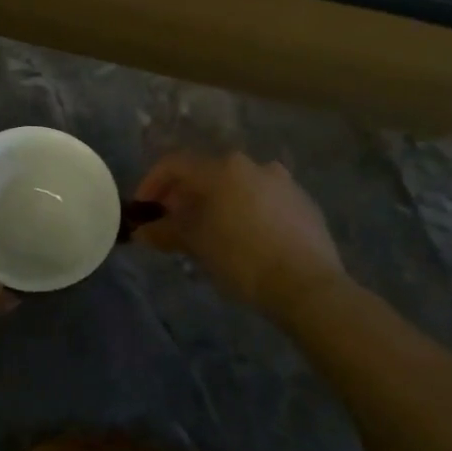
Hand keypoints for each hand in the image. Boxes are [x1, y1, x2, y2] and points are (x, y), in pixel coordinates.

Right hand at [131, 151, 349, 308]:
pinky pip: (264, 200)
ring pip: (237, 186)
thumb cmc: (241, 258)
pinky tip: (246, 239)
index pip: (175, 165)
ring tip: (210, 232)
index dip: (152, 183)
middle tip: (173, 222)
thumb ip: (166, 231)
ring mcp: (283, 182)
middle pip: (207, 173)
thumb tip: (143, 232)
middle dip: (185, 196)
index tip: (143, 209)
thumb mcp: (196, 244)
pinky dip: (246, 212)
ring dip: (217, 203)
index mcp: (222, 168)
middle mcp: (253, 165)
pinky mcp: (304, 203)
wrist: (308, 285)